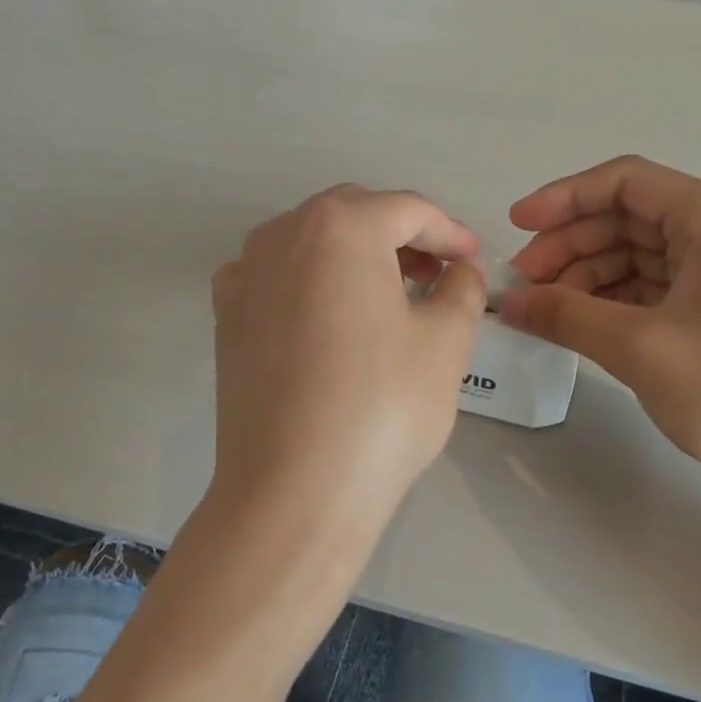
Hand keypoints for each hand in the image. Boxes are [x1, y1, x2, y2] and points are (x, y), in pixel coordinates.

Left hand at [208, 185, 486, 552]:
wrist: (294, 491)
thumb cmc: (382, 407)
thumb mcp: (446, 341)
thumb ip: (462, 289)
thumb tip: (460, 271)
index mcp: (339, 226)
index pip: (408, 210)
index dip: (450, 232)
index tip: (474, 259)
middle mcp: (282, 234)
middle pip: (355, 215)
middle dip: (402, 237)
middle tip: (437, 275)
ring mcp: (244, 274)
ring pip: (313, 242)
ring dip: (357, 255)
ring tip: (392, 296)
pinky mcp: (226, 317)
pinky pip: (278, 276)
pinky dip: (313, 281)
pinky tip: (333, 319)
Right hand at [502, 156, 700, 508]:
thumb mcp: (641, 350)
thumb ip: (566, 316)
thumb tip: (507, 301)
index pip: (626, 181)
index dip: (563, 197)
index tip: (516, 226)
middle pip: (630, 217)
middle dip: (571, 244)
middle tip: (523, 284)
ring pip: (640, 253)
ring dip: (588, 275)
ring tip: (544, 309)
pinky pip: (657, 285)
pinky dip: (615, 299)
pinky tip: (581, 322)